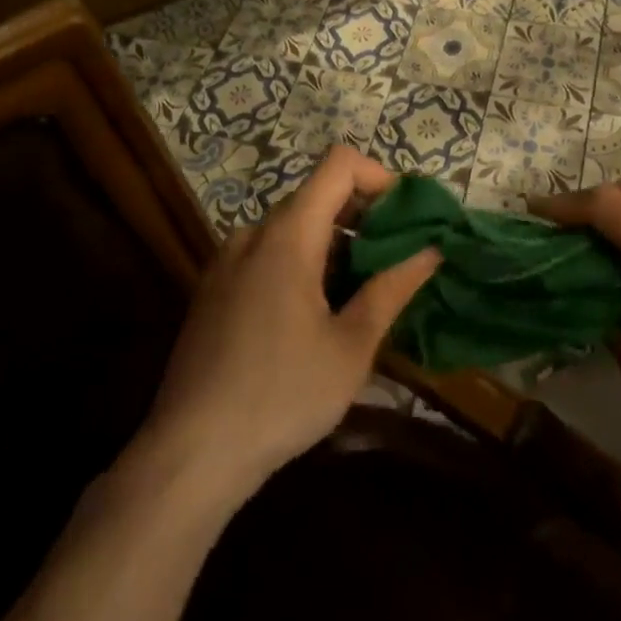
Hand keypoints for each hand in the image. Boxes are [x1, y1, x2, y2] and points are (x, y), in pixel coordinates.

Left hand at [137, 147, 440, 506]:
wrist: (189, 456)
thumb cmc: (281, 396)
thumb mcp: (351, 347)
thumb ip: (392, 289)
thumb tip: (431, 251)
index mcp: (288, 235)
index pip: (338, 164)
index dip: (378, 175)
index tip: (404, 216)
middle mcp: (253, 233)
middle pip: (316, 194)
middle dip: (362, 215)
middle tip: (393, 260)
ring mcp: (227, 260)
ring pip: (292, 226)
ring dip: (332, 242)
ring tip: (358, 292)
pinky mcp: (212, 289)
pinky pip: (266, 252)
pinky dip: (300, 261)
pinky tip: (312, 315)